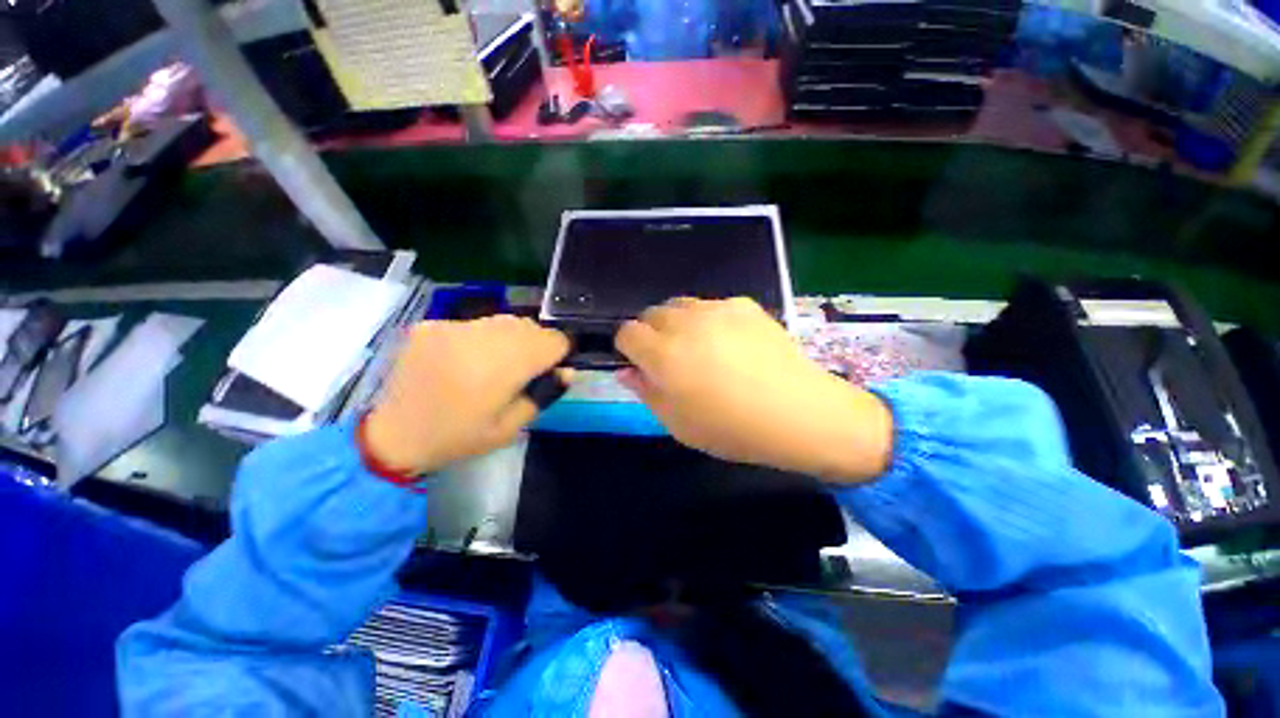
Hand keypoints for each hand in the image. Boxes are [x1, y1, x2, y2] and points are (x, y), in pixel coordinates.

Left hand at [364, 316, 570, 475]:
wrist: (393, 436)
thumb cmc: (458, 438)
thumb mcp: (510, 428)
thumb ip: (543, 395)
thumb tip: (566, 371)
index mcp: (501, 368)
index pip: (553, 340)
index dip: (559, 353)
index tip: (550, 369)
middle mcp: (479, 339)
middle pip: (530, 326)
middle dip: (536, 345)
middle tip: (522, 371)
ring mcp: (452, 327)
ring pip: (504, 321)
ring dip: (511, 339)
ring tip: (495, 364)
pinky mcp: (431, 325)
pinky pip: (475, 323)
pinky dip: (483, 337)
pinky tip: (466, 359)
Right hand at [615, 298, 892, 482]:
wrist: (798, 413)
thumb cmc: (731, 428)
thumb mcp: (677, 423)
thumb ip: (645, 391)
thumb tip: (628, 370)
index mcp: (663, 354)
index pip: (627, 333)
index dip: (629, 349)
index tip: (642, 365)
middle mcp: (684, 323)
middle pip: (651, 314)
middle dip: (652, 334)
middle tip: (673, 359)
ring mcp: (717, 309)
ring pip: (681, 306)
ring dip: (679, 324)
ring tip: (702, 348)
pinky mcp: (744, 305)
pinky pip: (713, 306)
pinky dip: (711, 320)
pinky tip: (733, 344)